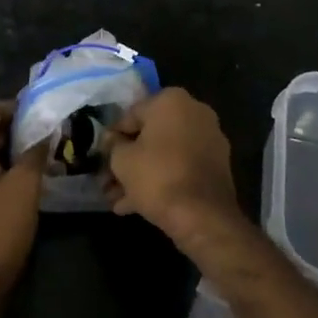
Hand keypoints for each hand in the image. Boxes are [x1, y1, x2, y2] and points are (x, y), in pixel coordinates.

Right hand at [103, 87, 242, 244]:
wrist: (203, 217)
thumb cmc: (158, 177)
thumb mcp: (122, 160)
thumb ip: (113, 144)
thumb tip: (111, 139)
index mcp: (171, 100)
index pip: (131, 115)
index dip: (113, 138)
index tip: (101, 157)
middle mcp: (194, 112)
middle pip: (149, 135)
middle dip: (127, 160)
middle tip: (108, 182)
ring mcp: (209, 140)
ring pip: (165, 154)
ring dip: (141, 175)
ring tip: (117, 200)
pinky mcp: (216, 166)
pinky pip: (181, 167)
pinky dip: (162, 181)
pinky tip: (135, 205)